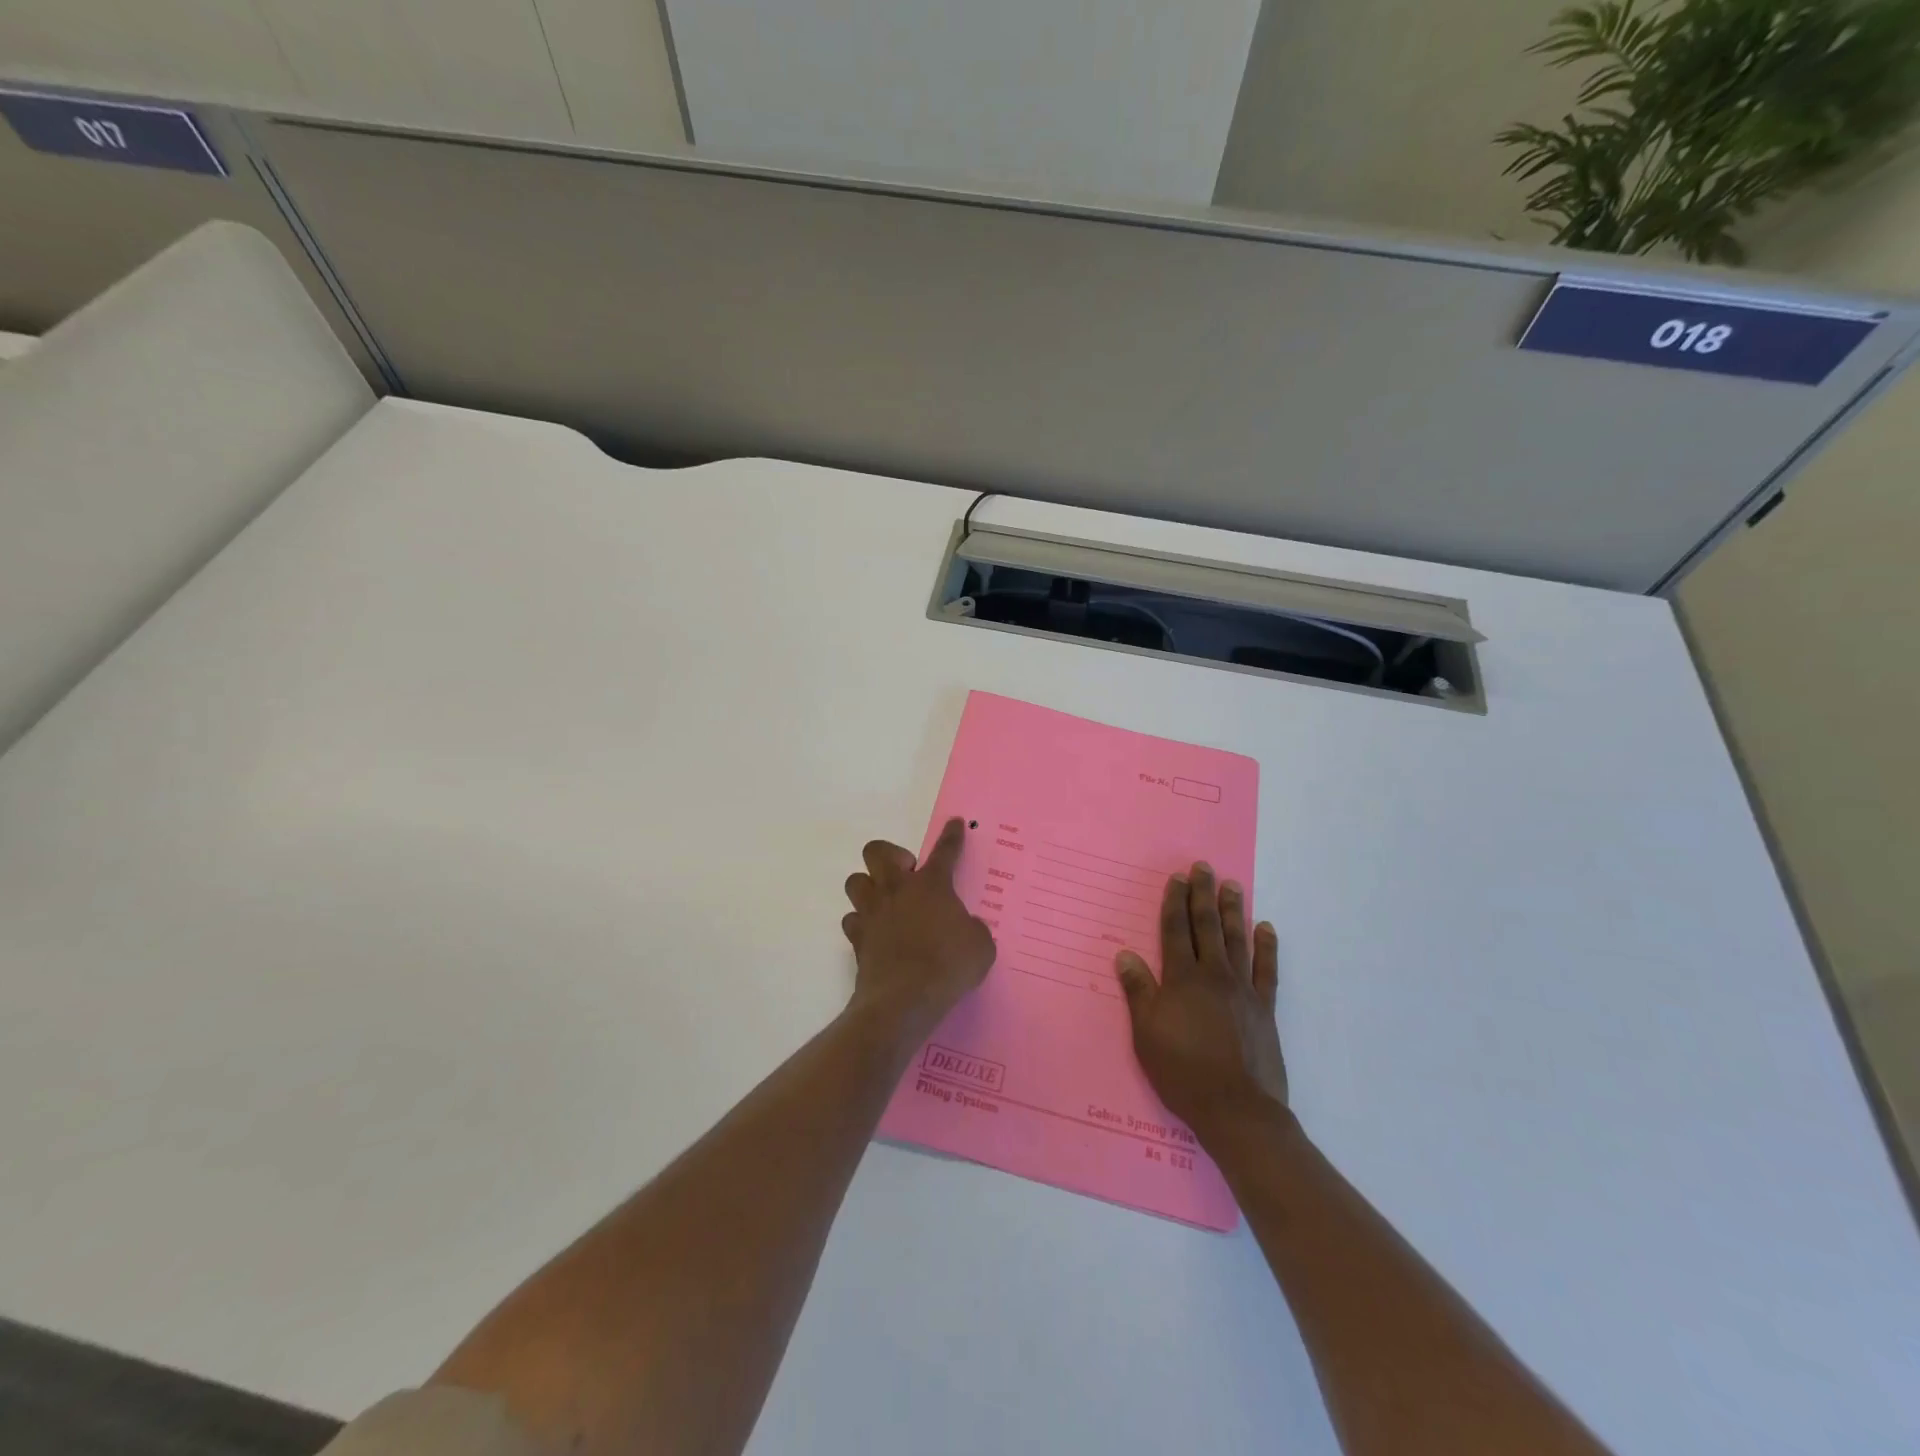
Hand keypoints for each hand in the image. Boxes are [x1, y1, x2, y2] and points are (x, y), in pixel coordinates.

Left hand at [841, 818, 996, 1046]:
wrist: (905, 1000)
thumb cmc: (949, 966)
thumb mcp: (980, 947)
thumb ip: (973, 929)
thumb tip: (965, 927)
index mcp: (932, 885)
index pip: (944, 851)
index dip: (951, 836)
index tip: (953, 823)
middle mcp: (897, 890)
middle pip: (878, 851)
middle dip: (890, 855)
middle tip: (906, 874)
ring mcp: (873, 912)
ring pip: (856, 881)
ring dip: (869, 887)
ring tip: (885, 902)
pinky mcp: (857, 938)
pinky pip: (852, 919)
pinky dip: (861, 923)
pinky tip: (874, 933)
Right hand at [1115, 863, 1286, 1142]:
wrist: (1236, 1109)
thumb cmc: (1182, 1071)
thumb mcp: (1146, 1034)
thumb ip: (1138, 991)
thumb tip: (1125, 955)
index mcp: (1181, 979)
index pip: (1175, 931)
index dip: (1174, 902)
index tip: (1177, 878)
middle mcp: (1213, 975)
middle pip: (1206, 926)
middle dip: (1202, 894)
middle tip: (1203, 867)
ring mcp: (1243, 990)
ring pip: (1237, 940)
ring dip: (1233, 910)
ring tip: (1231, 885)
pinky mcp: (1265, 1008)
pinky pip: (1266, 969)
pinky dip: (1267, 946)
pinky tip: (1266, 927)